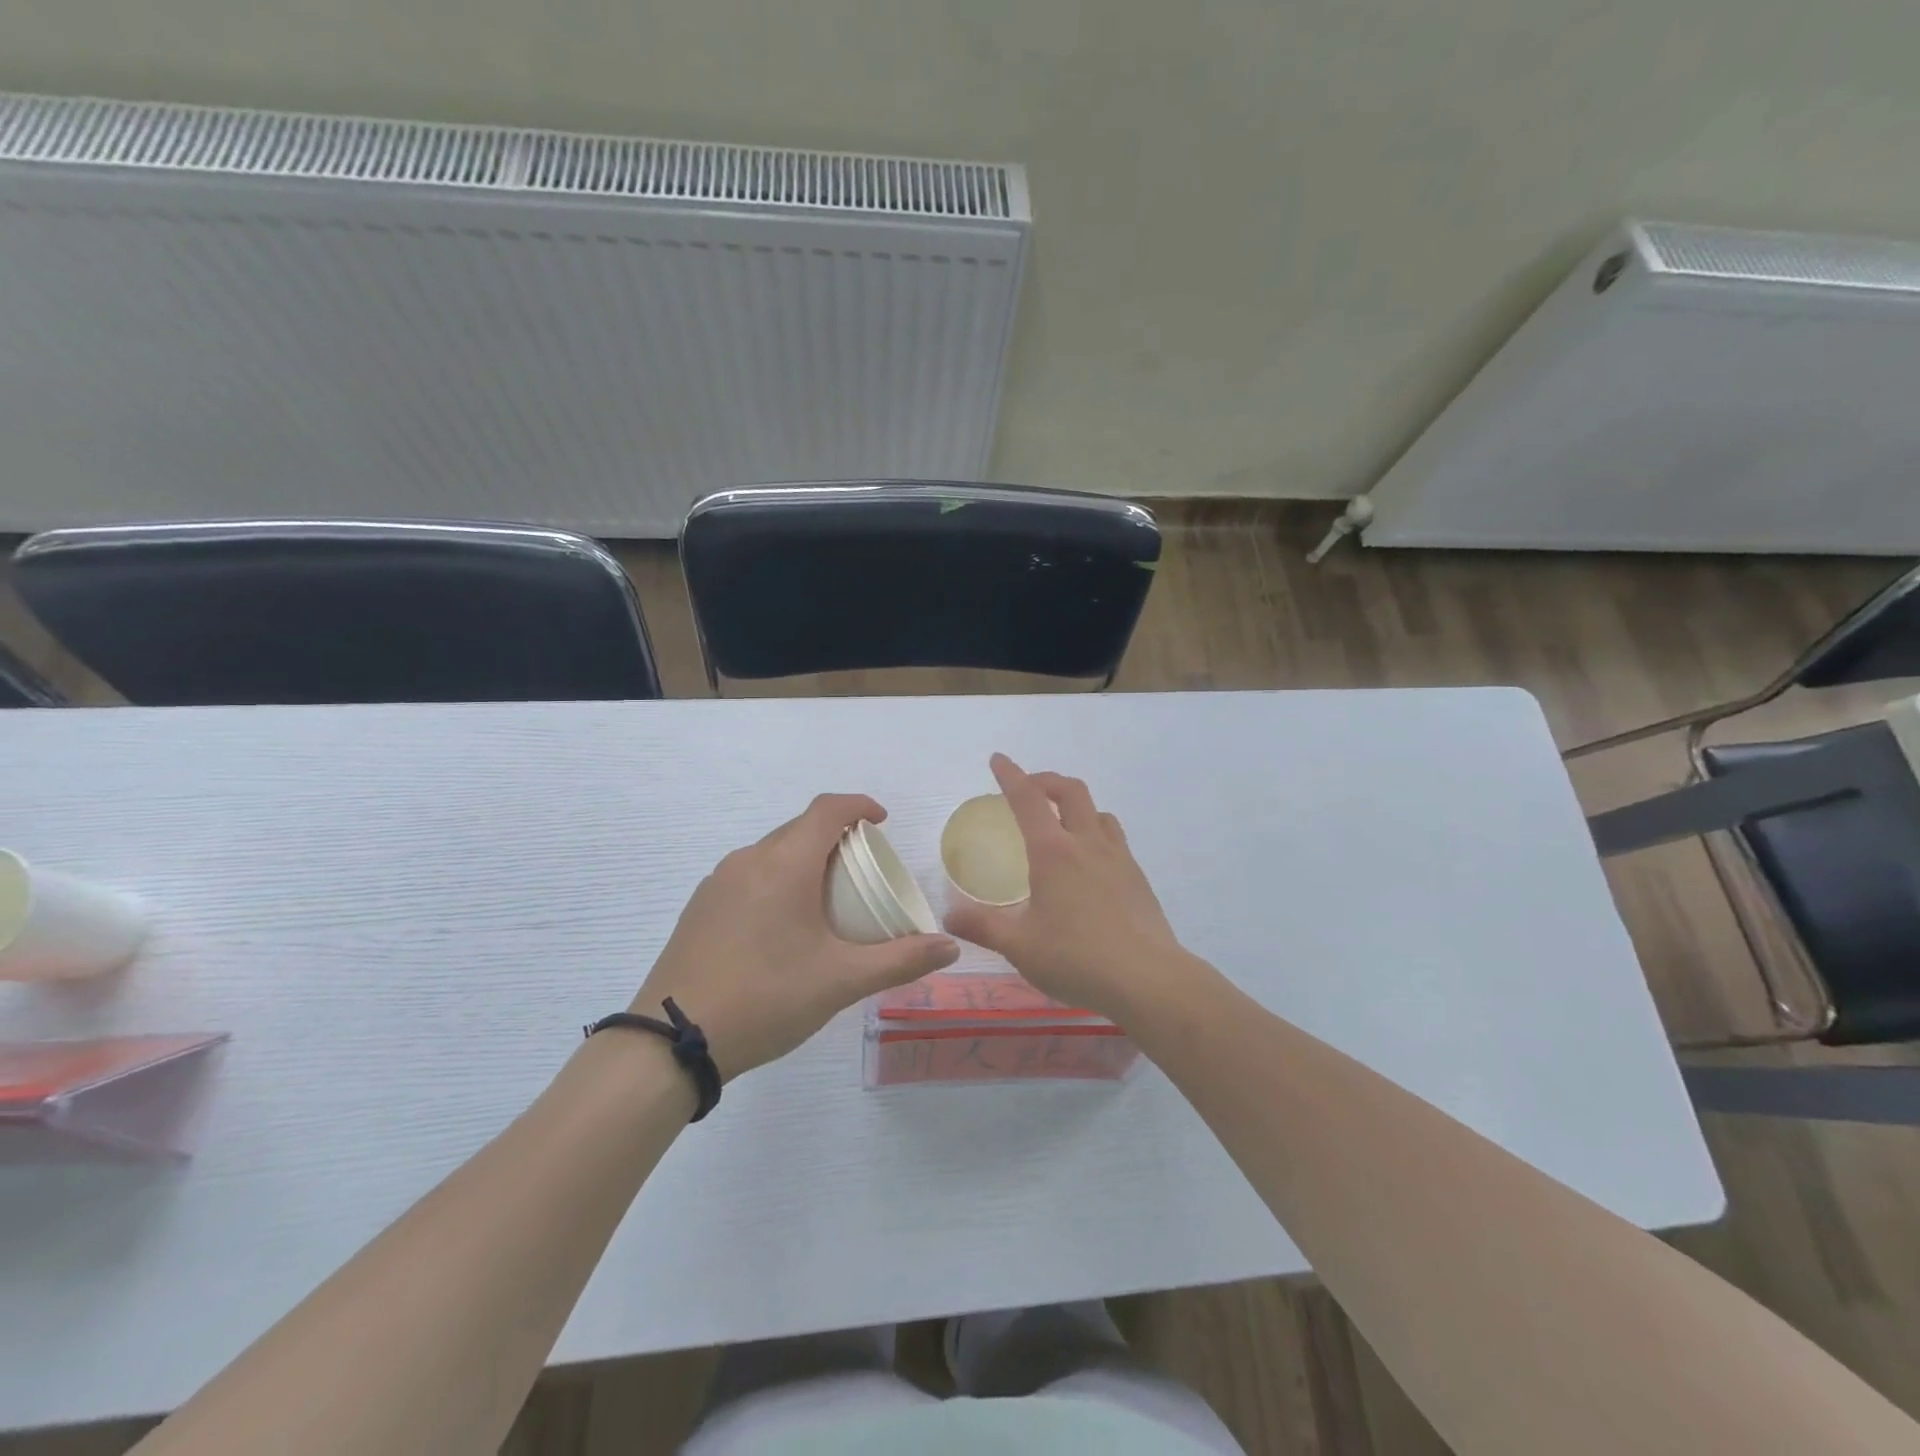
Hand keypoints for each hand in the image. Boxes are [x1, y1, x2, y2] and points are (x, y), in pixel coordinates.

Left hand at [635, 794, 958, 1081]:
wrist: (672, 1041)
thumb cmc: (766, 998)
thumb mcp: (841, 981)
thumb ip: (899, 961)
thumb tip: (949, 946)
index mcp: (784, 863)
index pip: (827, 810)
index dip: (859, 806)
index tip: (882, 822)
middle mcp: (749, 860)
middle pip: (800, 829)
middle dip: (836, 837)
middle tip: (863, 871)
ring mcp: (718, 882)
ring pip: (772, 852)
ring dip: (805, 859)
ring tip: (827, 899)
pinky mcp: (700, 906)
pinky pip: (749, 874)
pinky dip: (777, 880)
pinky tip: (783, 925)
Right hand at [942, 754, 1186, 1019]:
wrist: (1148, 979)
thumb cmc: (1076, 958)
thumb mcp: (1019, 946)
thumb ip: (983, 927)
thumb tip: (949, 917)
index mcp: (1053, 852)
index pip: (1028, 799)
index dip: (1010, 775)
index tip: (998, 760)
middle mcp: (1087, 844)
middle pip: (1071, 791)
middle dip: (1046, 780)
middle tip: (1029, 788)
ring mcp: (1118, 858)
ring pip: (1099, 812)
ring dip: (1077, 805)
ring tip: (1062, 823)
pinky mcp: (1138, 878)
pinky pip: (1115, 839)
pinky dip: (1096, 833)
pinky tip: (1090, 864)